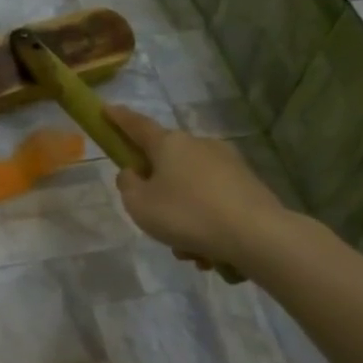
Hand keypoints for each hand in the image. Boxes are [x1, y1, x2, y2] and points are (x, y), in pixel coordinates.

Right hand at [106, 106, 289, 273]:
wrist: (255, 234)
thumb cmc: (186, 214)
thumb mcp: (139, 205)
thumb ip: (128, 185)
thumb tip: (134, 173)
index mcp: (170, 144)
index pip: (137, 125)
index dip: (119, 119)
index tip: (106, 109)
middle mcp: (199, 145)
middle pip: (167, 165)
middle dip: (159, 194)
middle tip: (155, 222)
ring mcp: (228, 163)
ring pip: (191, 191)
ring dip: (184, 218)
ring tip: (188, 250)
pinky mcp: (248, 185)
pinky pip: (214, 204)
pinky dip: (206, 225)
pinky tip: (210, 253)